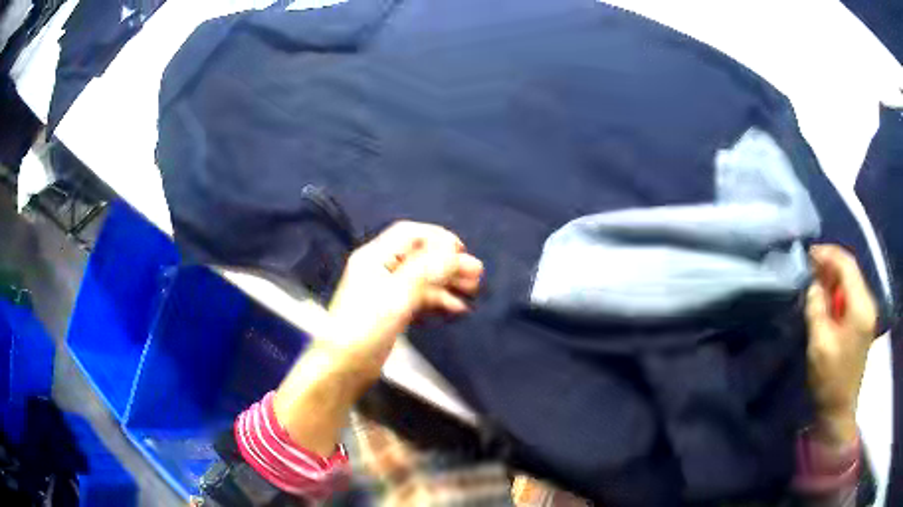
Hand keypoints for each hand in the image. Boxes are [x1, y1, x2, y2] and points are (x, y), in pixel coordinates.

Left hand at [324, 221, 483, 381]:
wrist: (344, 366)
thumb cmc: (367, 326)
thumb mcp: (398, 294)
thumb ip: (428, 270)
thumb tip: (456, 252)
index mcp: (375, 257)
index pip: (410, 234)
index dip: (438, 238)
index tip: (463, 252)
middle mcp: (380, 269)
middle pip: (419, 256)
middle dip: (448, 263)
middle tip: (476, 276)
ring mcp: (386, 291)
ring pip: (422, 278)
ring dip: (447, 282)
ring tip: (473, 291)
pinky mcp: (392, 311)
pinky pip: (419, 298)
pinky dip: (438, 300)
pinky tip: (456, 308)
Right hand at [805, 245, 876, 445]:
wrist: (840, 410)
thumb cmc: (830, 379)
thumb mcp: (819, 344)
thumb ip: (817, 308)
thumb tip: (814, 285)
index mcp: (861, 307)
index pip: (847, 265)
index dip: (829, 254)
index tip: (809, 254)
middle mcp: (868, 304)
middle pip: (851, 271)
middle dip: (831, 264)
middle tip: (810, 266)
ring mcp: (867, 313)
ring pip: (851, 282)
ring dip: (834, 277)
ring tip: (815, 280)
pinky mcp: (863, 323)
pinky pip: (852, 295)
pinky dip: (838, 291)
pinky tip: (827, 297)